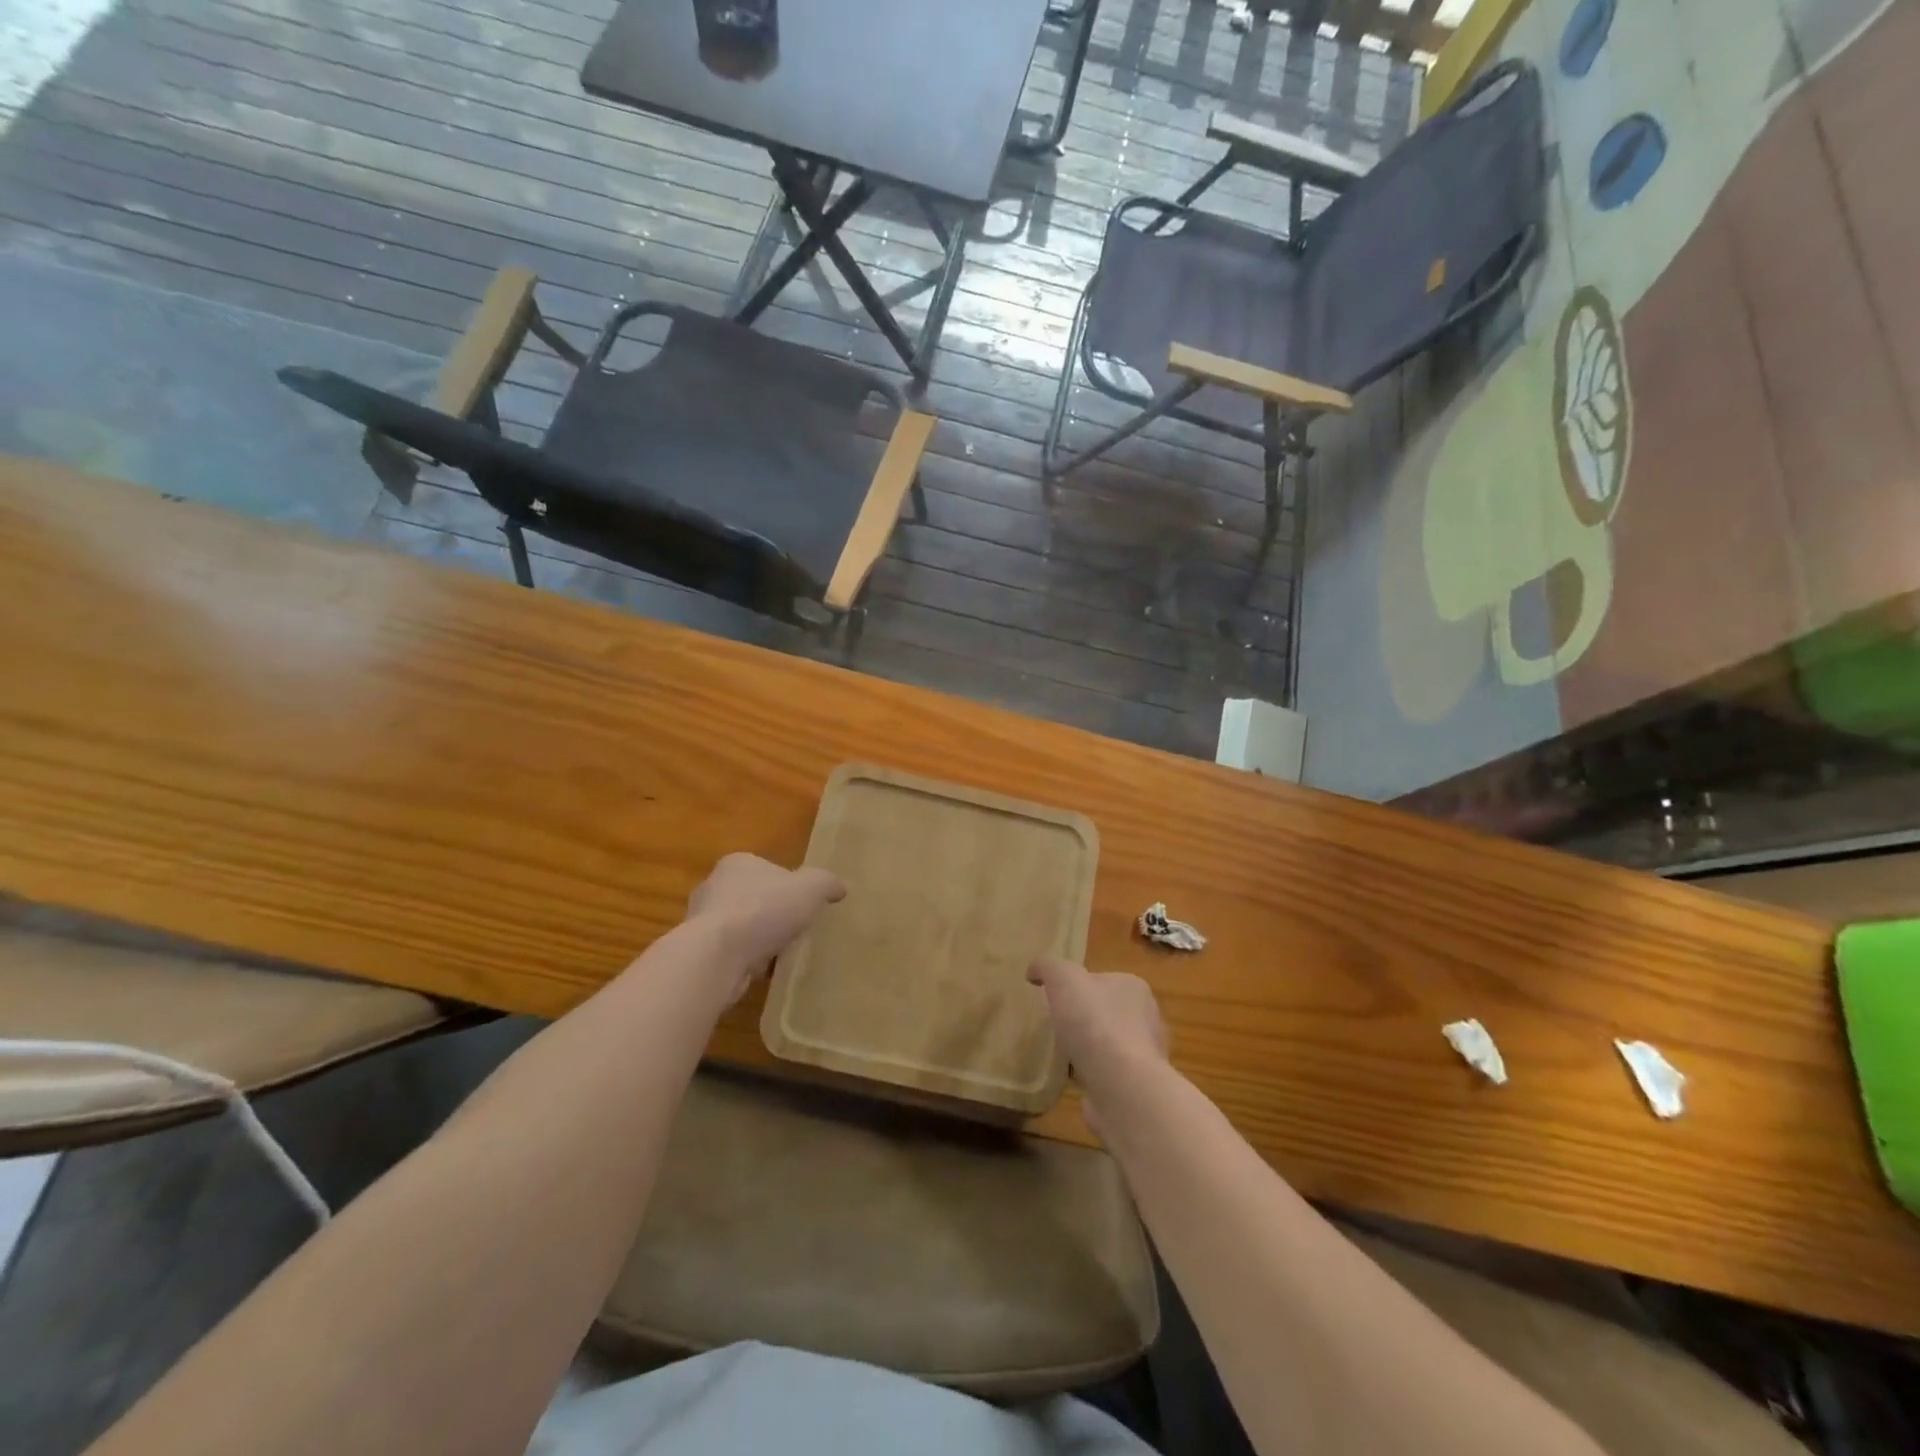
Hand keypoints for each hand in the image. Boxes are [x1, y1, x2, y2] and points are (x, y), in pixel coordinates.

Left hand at [686, 853, 846, 1001]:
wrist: (717, 956)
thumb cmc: (764, 910)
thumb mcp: (811, 888)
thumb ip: (827, 883)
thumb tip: (841, 887)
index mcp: (738, 863)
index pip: (765, 868)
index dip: (786, 884)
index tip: (802, 903)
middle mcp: (714, 886)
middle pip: (751, 897)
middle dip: (770, 913)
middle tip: (794, 928)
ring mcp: (701, 921)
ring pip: (739, 927)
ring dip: (757, 939)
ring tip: (781, 954)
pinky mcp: (699, 952)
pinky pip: (730, 953)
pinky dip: (745, 961)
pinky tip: (762, 972)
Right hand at [1028, 959, 1167, 1127]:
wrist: (1121, 1086)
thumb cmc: (1095, 1023)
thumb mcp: (1063, 978)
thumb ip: (1048, 967)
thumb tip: (1034, 971)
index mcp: (1133, 988)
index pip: (1102, 979)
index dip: (1078, 986)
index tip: (1055, 997)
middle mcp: (1146, 1018)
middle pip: (1106, 1012)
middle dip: (1084, 1018)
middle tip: (1056, 1025)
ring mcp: (1144, 1056)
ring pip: (1109, 1045)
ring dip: (1089, 1049)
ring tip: (1062, 1054)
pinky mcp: (1136, 1087)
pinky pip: (1109, 1075)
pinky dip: (1093, 1076)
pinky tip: (1074, 1080)